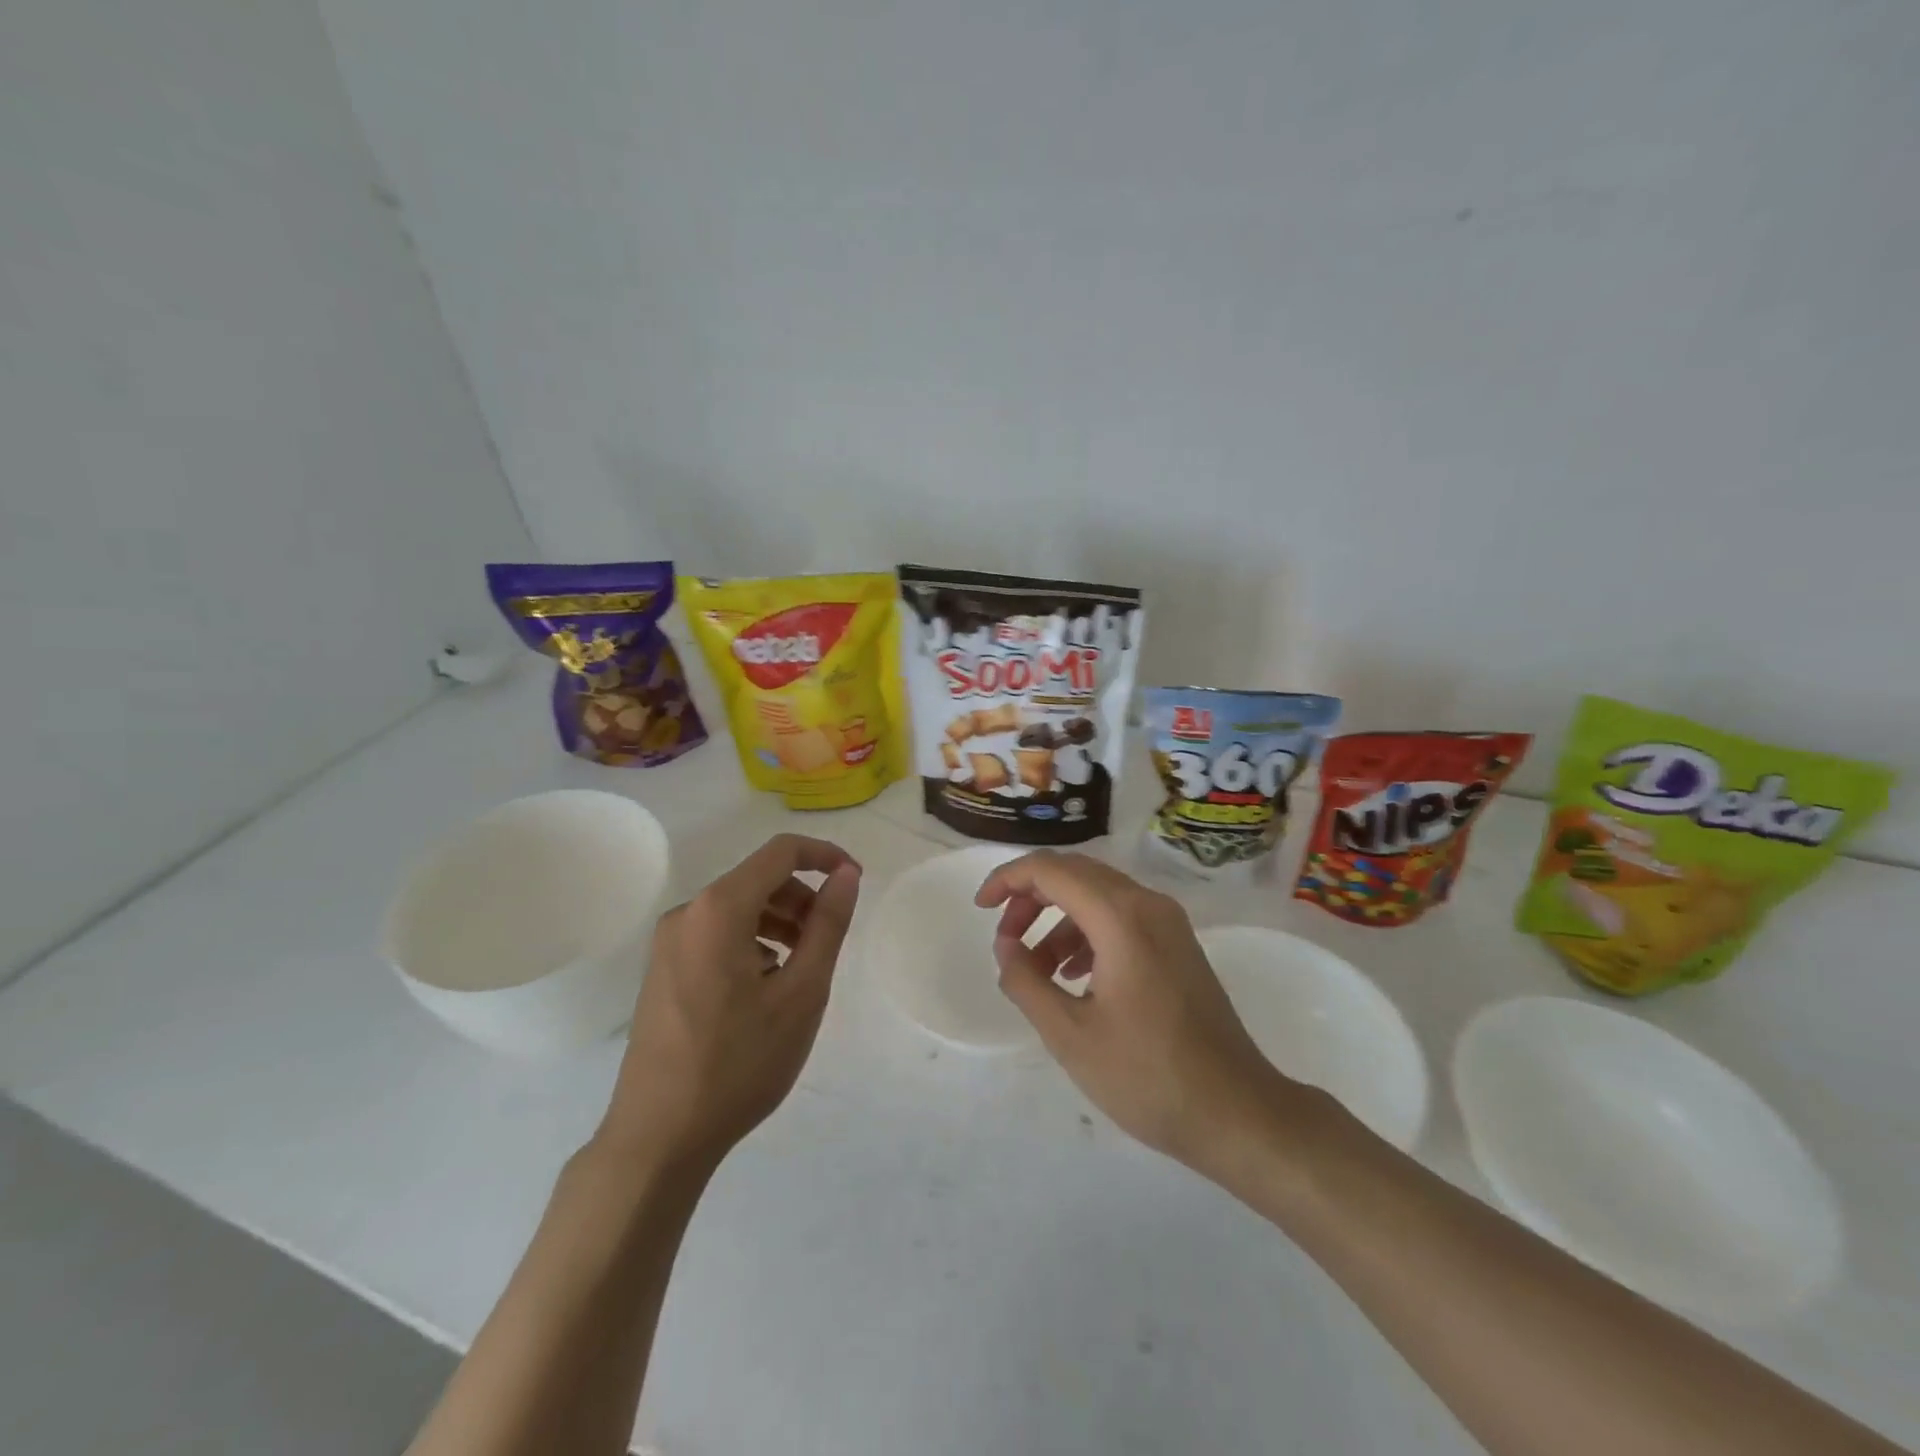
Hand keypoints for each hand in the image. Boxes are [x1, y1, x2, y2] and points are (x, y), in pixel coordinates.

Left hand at [598, 834, 862, 1175]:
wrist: (658, 1137)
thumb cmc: (739, 1063)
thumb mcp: (801, 993)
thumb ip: (828, 924)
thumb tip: (846, 875)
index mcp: (719, 909)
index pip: (781, 852)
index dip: (824, 856)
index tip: (856, 882)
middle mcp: (687, 913)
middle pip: (758, 879)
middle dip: (802, 897)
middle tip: (830, 939)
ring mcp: (668, 942)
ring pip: (738, 908)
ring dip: (780, 921)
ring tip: (803, 967)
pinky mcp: (662, 969)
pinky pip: (717, 934)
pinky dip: (752, 941)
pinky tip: (766, 986)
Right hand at [976, 851, 1289, 1170]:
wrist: (1237, 1112)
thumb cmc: (1148, 1076)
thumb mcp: (1069, 1034)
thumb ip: (1026, 981)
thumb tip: (1007, 946)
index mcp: (1121, 917)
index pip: (1051, 870)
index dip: (1008, 879)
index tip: (981, 908)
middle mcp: (1148, 904)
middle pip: (1075, 874)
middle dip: (1031, 897)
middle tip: (1005, 939)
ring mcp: (1169, 923)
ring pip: (1098, 895)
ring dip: (1058, 918)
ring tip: (1035, 968)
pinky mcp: (1178, 945)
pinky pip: (1121, 917)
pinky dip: (1087, 933)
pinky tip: (1074, 976)